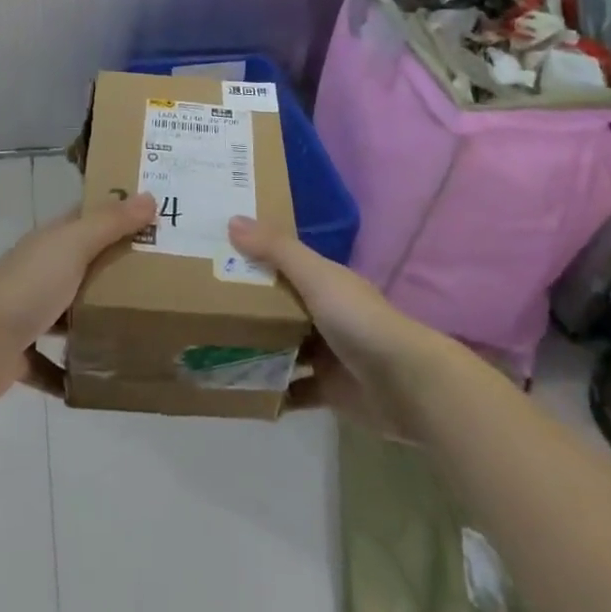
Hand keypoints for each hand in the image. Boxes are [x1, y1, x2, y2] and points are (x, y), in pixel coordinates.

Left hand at [0, 194, 157, 404]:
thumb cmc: (29, 286)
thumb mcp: (74, 245)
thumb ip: (110, 222)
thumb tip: (149, 196)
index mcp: (50, 242)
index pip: (86, 219)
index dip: (117, 215)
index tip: (155, 220)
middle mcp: (38, 272)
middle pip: (82, 266)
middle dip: (115, 271)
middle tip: (162, 279)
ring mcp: (27, 314)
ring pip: (68, 314)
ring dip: (94, 321)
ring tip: (138, 329)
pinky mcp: (21, 355)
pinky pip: (51, 364)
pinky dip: (70, 372)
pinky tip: (98, 380)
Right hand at [227, 216, 439, 433]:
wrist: (408, 385)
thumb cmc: (359, 320)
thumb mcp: (315, 276)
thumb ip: (276, 250)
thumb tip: (232, 220)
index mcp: (324, 281)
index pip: (283, 263)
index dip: (253, 258)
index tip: (215, 254)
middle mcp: (325, 313)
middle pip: (280, 306)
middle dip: (248, 306)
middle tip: (202, 304)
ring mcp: (327, 354)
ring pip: (284, 347)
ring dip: (257, 349)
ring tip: (212, 347)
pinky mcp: (329, 391)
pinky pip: (293, 390)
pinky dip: (272, 391)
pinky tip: (241, 390)